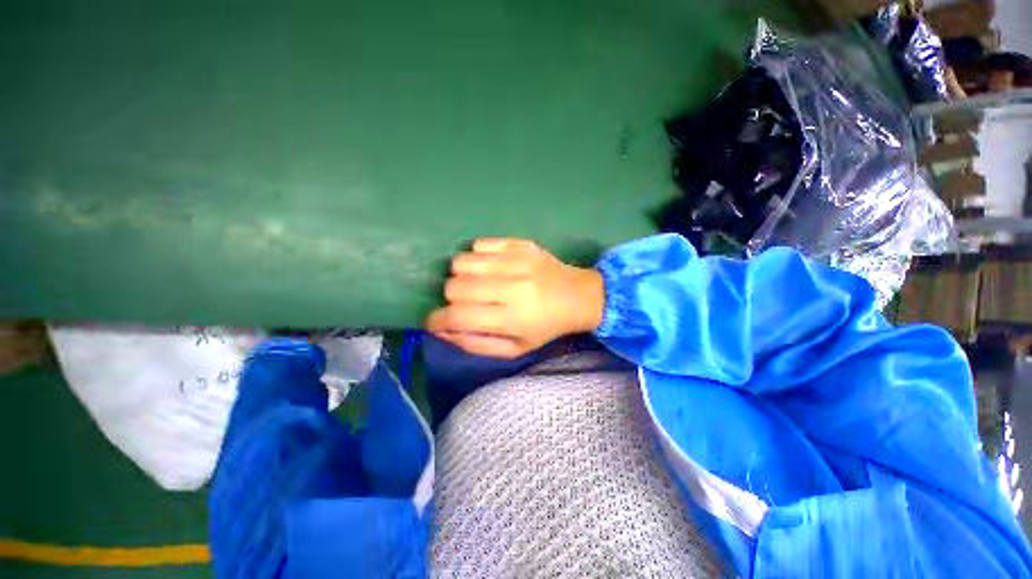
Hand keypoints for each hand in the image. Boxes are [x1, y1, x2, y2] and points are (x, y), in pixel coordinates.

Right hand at [425, 238, 604, 358]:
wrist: (577, 295)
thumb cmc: (545, 327)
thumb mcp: (514, 348)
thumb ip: (475, 344)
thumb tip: (441, 331)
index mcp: (512, 318)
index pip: (458, 316)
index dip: (436, 320)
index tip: (433, 321)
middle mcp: (511, 286)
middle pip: (455, 286)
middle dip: (451, 298)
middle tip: (466, 302)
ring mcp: (515, 260)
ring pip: (461, 262)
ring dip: (461, 275)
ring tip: (476, 283)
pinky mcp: (519, 243)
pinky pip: (479, 243)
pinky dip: (477, 256)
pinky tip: (489, 266)